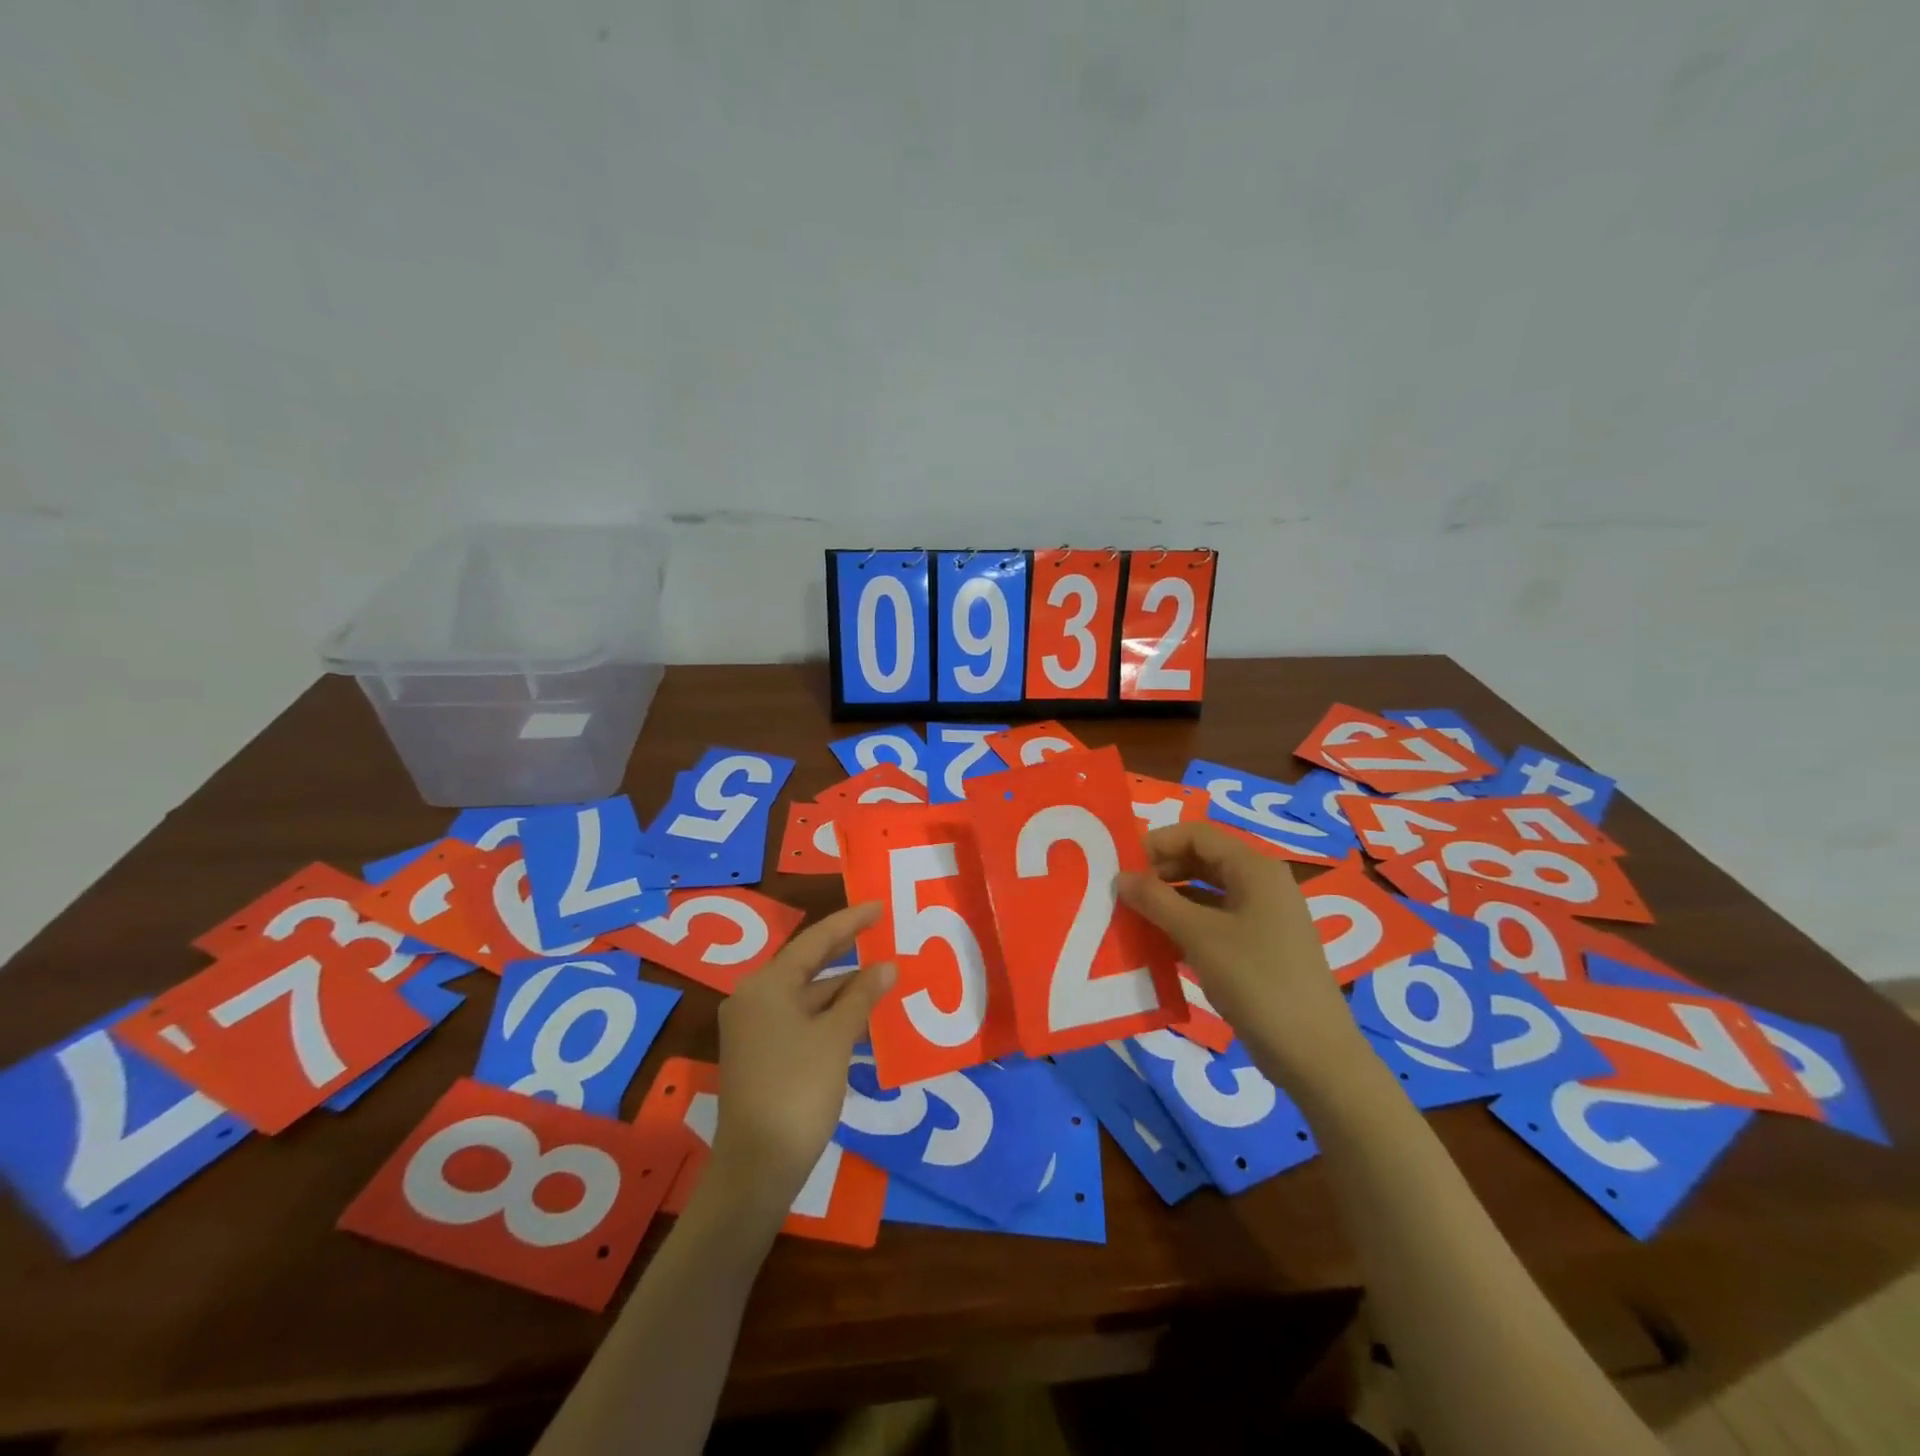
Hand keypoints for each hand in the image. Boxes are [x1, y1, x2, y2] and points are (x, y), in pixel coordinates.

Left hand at [707, 903, 895, 1216]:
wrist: (758, 1166)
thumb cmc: (798, 1090)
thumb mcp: (836, 1038)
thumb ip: (861, 997)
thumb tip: (886, 966)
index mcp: (766, 986)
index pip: (814, 942)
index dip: (849, 923)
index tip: (878, 906)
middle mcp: (754, 999)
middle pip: (807, 965)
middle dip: (846, 951)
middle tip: (882, 931)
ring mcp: (755, 1028)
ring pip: (806, 995)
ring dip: (842, 989)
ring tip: (883, 977)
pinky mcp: (761, 1054)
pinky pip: (801, 1019)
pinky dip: (830, 1015)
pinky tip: (861, 1018)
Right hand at [1117, 822, 1363, 1086]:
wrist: (1313, 1054)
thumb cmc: (1256, 981)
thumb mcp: (1199, 936)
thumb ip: (1157, 900)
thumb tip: (1121, 876)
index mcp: (1254, 869)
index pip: (1197, 835)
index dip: (1156, 843)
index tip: (1121, 866)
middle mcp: (1261, 884)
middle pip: (1201, 860)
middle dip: (1160, 872)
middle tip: (1124, 894)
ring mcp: (1262, 917)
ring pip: (1206, 892)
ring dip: (1169, 900)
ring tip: (1133, 918)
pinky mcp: (1259, 947)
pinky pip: (1214, 921)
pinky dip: (1185, 925)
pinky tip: (1158, 944)